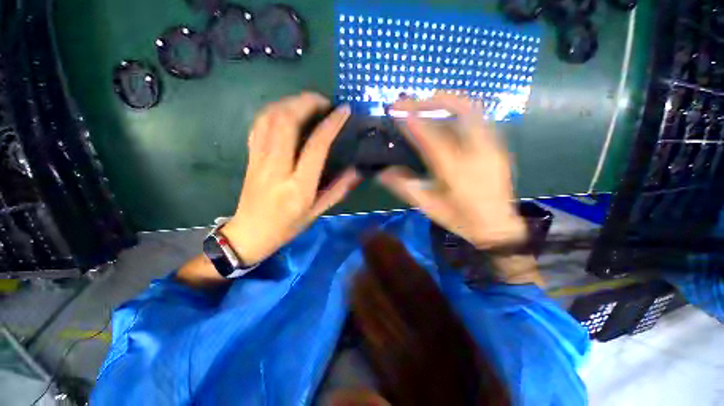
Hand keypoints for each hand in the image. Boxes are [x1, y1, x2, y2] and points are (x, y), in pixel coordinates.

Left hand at [222, 92, 360, 264]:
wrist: (250, 232)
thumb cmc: (287, 226)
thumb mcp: (318, 212)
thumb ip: (339, 189)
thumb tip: (357, 169)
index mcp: (298, 186)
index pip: (316, 146)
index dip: (331, 124)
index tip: (343, 111)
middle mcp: (276, 167)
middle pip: (287, 121)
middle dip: (307, 102)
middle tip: (325, 102)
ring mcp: (259, 158)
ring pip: (270, 117)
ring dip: (291, 102)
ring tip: (308, 103)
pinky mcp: (250, 155)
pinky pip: (259, 123)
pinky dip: (274, 110)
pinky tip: (287, 112)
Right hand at [378, 92, 525, 249]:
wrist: (496, 226)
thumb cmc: (459, 217)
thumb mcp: (428, 206)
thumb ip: (404, 187)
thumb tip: (382, 173)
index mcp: (455, 170)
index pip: (431, 137)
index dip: (413, 120)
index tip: (397, 110)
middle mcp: (476, 152)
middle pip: (460, 111)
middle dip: (432, 100)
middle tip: (412, 100)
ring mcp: (492, 147)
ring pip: (473, 110)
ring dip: (448, 101)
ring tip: (428, 101)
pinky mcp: (498, 147)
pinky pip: (479, 119)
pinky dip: (460, 111)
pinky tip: (447, 117)